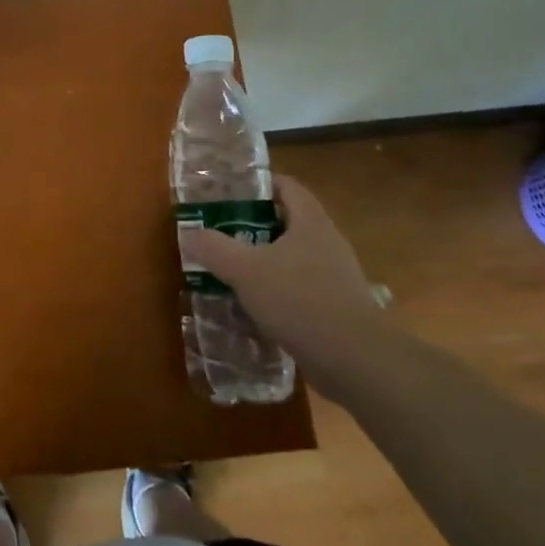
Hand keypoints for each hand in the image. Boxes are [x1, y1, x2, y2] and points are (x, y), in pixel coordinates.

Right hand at [179, 174, 390, 396]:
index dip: (258, 185)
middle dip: (256, 225)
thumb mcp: (245, 270)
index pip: (286, 186)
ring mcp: (337, 275)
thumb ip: (214, 248)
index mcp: (310, 221)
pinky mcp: (339, 306)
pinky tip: (258, 306)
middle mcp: (328, 241)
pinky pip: (303, 287)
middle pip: (289, 221)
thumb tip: (189, 233)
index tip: (229, 194)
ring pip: (295, 256)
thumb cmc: (299, 300)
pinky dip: (280, 290)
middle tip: (223, 233)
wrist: (355, 360)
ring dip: (267, 260)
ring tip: (235, 270)